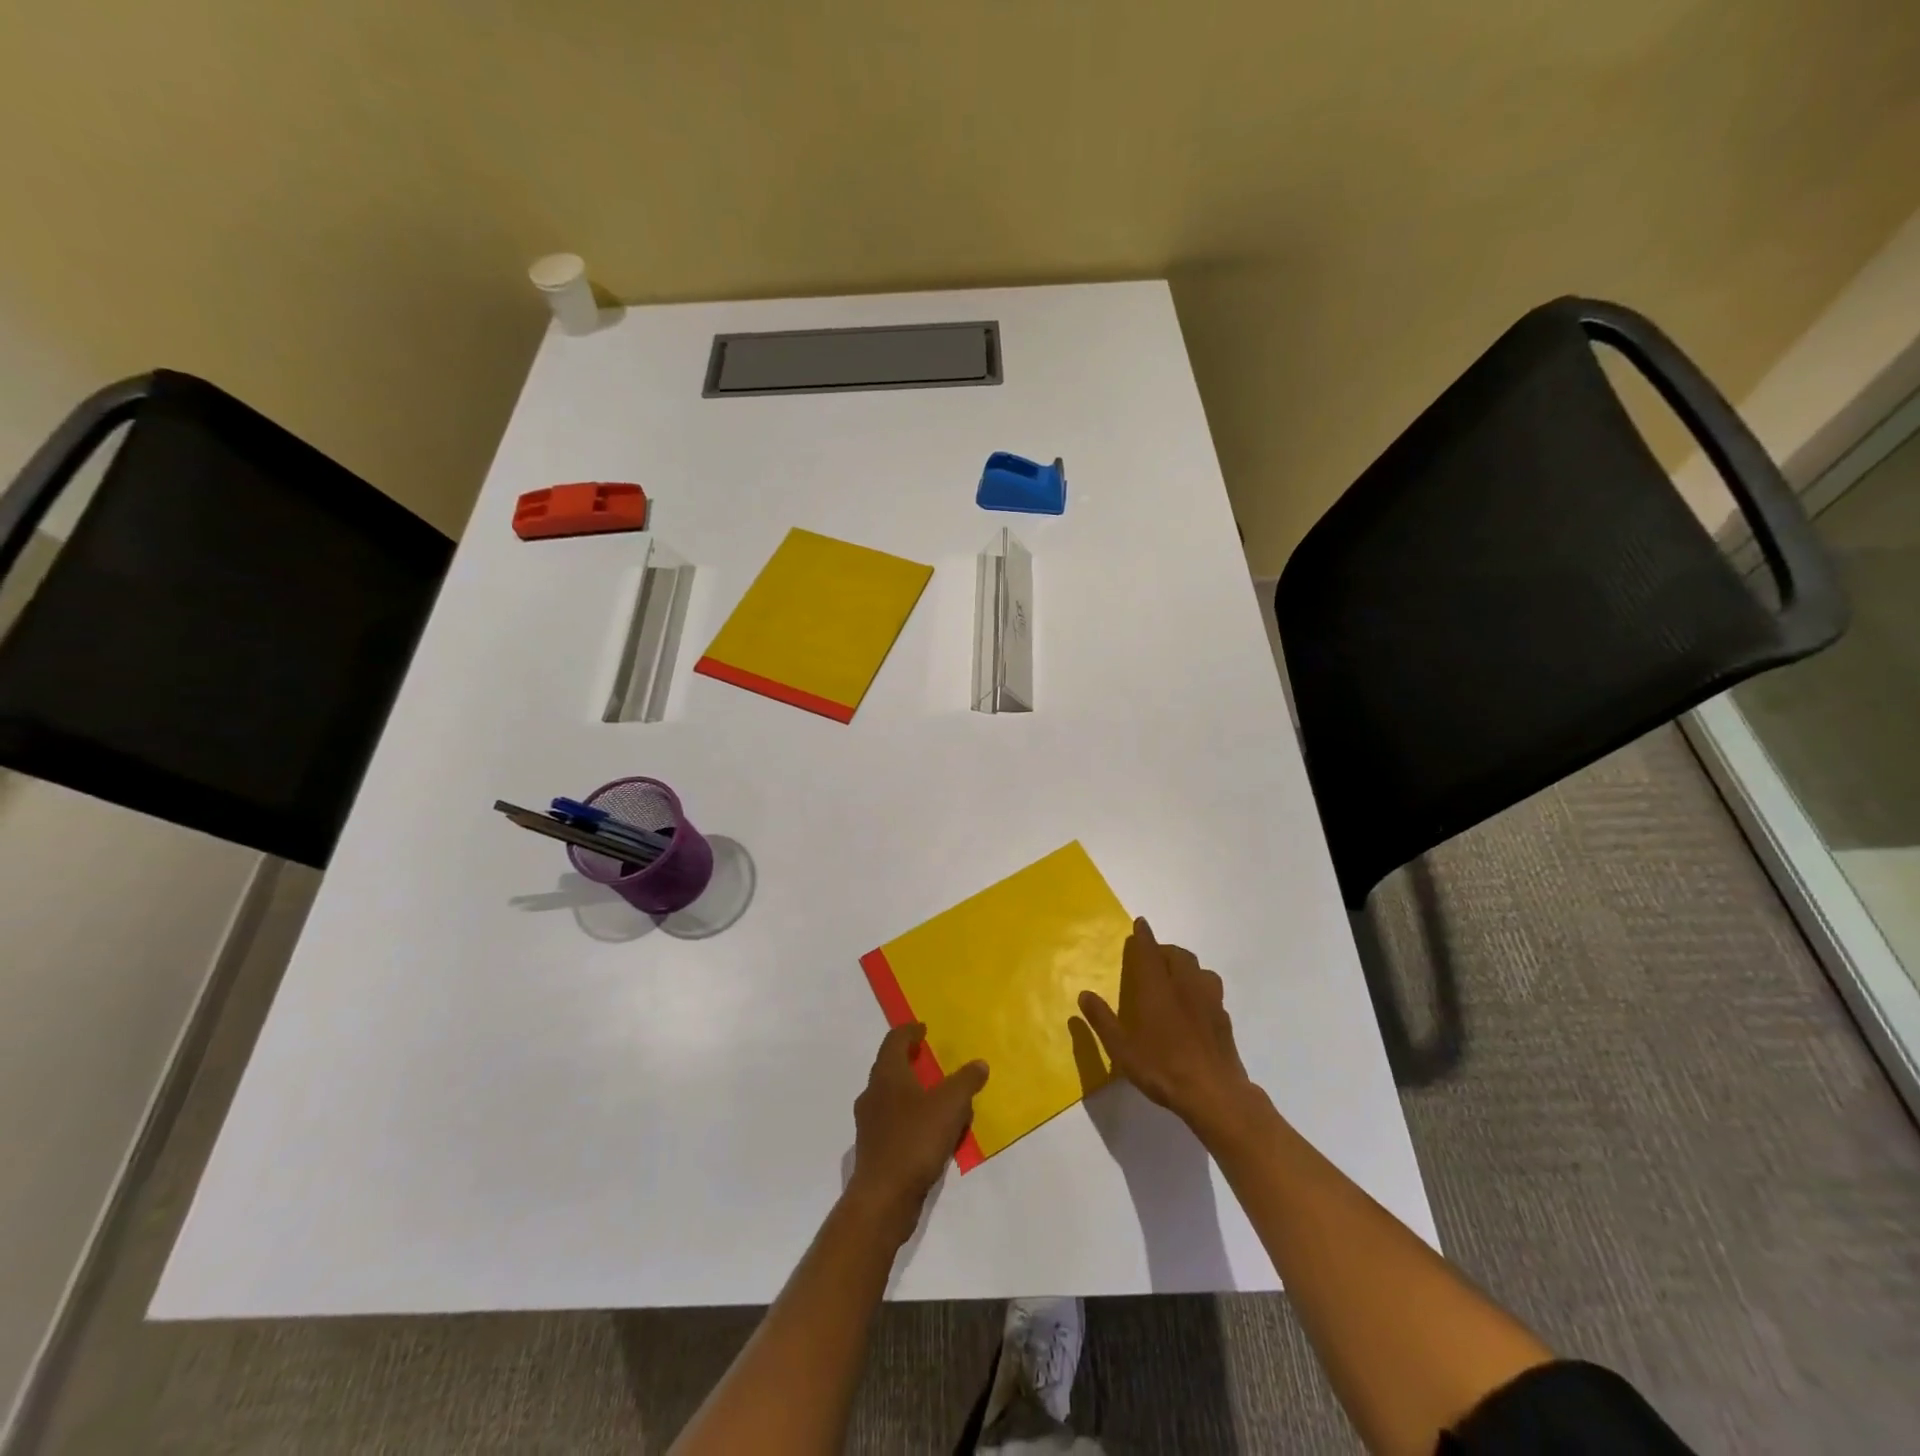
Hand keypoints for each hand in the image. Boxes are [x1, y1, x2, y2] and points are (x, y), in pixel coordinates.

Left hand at [846, 1023, 987, 1239]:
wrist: (883, 1199)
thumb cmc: (915, 1141)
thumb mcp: (950, 1106)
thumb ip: (966, 1082)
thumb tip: (979, 1064)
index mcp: (887, 1075)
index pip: (894, 1040)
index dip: (909, 1031)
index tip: (923, 1029)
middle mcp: (873, 1093)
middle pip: (889, 1066)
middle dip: (909, 1061)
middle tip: (930, 1059)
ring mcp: (869, 1123)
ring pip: (890, 1096)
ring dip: (910, 1091)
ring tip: (935, 1097)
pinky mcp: (873, 1149)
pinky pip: (893, 1122)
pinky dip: (909, 1117)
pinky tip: (928, 1132)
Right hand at [1078, 918, 1256, 1136]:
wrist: (1213, 1092)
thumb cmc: (1161, 1067)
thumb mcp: (1121, 1048)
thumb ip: (1102, 1020)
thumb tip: (1084, 995)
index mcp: (1156, 988)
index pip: (1149, 951)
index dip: (1144, 936)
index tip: (1140, 923)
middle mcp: (1184, 986)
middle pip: (1177, 955)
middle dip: (1164, 949)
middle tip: (1152, 956)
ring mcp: (1208, 1000)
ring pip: (1199, 968)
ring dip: (1185, 965)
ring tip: (1176, 975)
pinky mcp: (1223, 1017)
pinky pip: (1211, 988)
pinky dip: (1200, 985)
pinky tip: (1196, 1003)